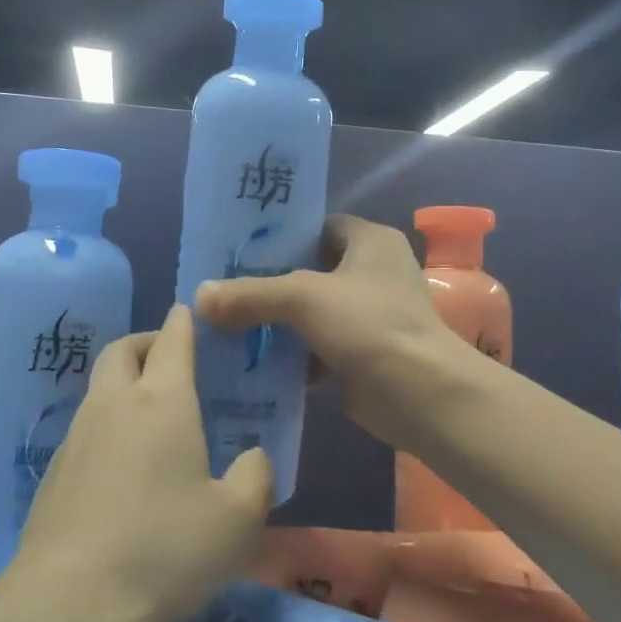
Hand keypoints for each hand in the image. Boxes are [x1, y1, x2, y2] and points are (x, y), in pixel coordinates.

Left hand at [12, 304, 274, 621]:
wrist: (67, 605)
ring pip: (99, 386)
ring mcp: (77, 436)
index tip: (189, 312)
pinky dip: (107, 422)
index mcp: (162, 402)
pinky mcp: (54, 471)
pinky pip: (85, 426)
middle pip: (122, 350)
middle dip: (147, 342)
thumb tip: (252, 456)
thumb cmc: (164, 551)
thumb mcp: (238, 520)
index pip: (173, 341)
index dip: (183, 322)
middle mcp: (115, 404)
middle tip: (170, 357)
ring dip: (123, 381)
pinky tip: (123, 464)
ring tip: (151, 412)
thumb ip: (256, 476)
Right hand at [194, 214, 460, 447]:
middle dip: (272, 284)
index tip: (240, 250)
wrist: (420, 394)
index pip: (318, 227)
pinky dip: (293, 356)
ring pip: (313, 312)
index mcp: (371, 241)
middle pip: (311, 271)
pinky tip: (256, 363)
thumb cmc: (369, 324)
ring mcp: (371, 316)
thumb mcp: (303, 298)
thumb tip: (199, 297)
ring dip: (279, 323)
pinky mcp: (363, 354)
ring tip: (230, 325)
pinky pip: (318, 347)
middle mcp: (374, 272)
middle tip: (226, 290)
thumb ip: (251, 294)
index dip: (282, 236)